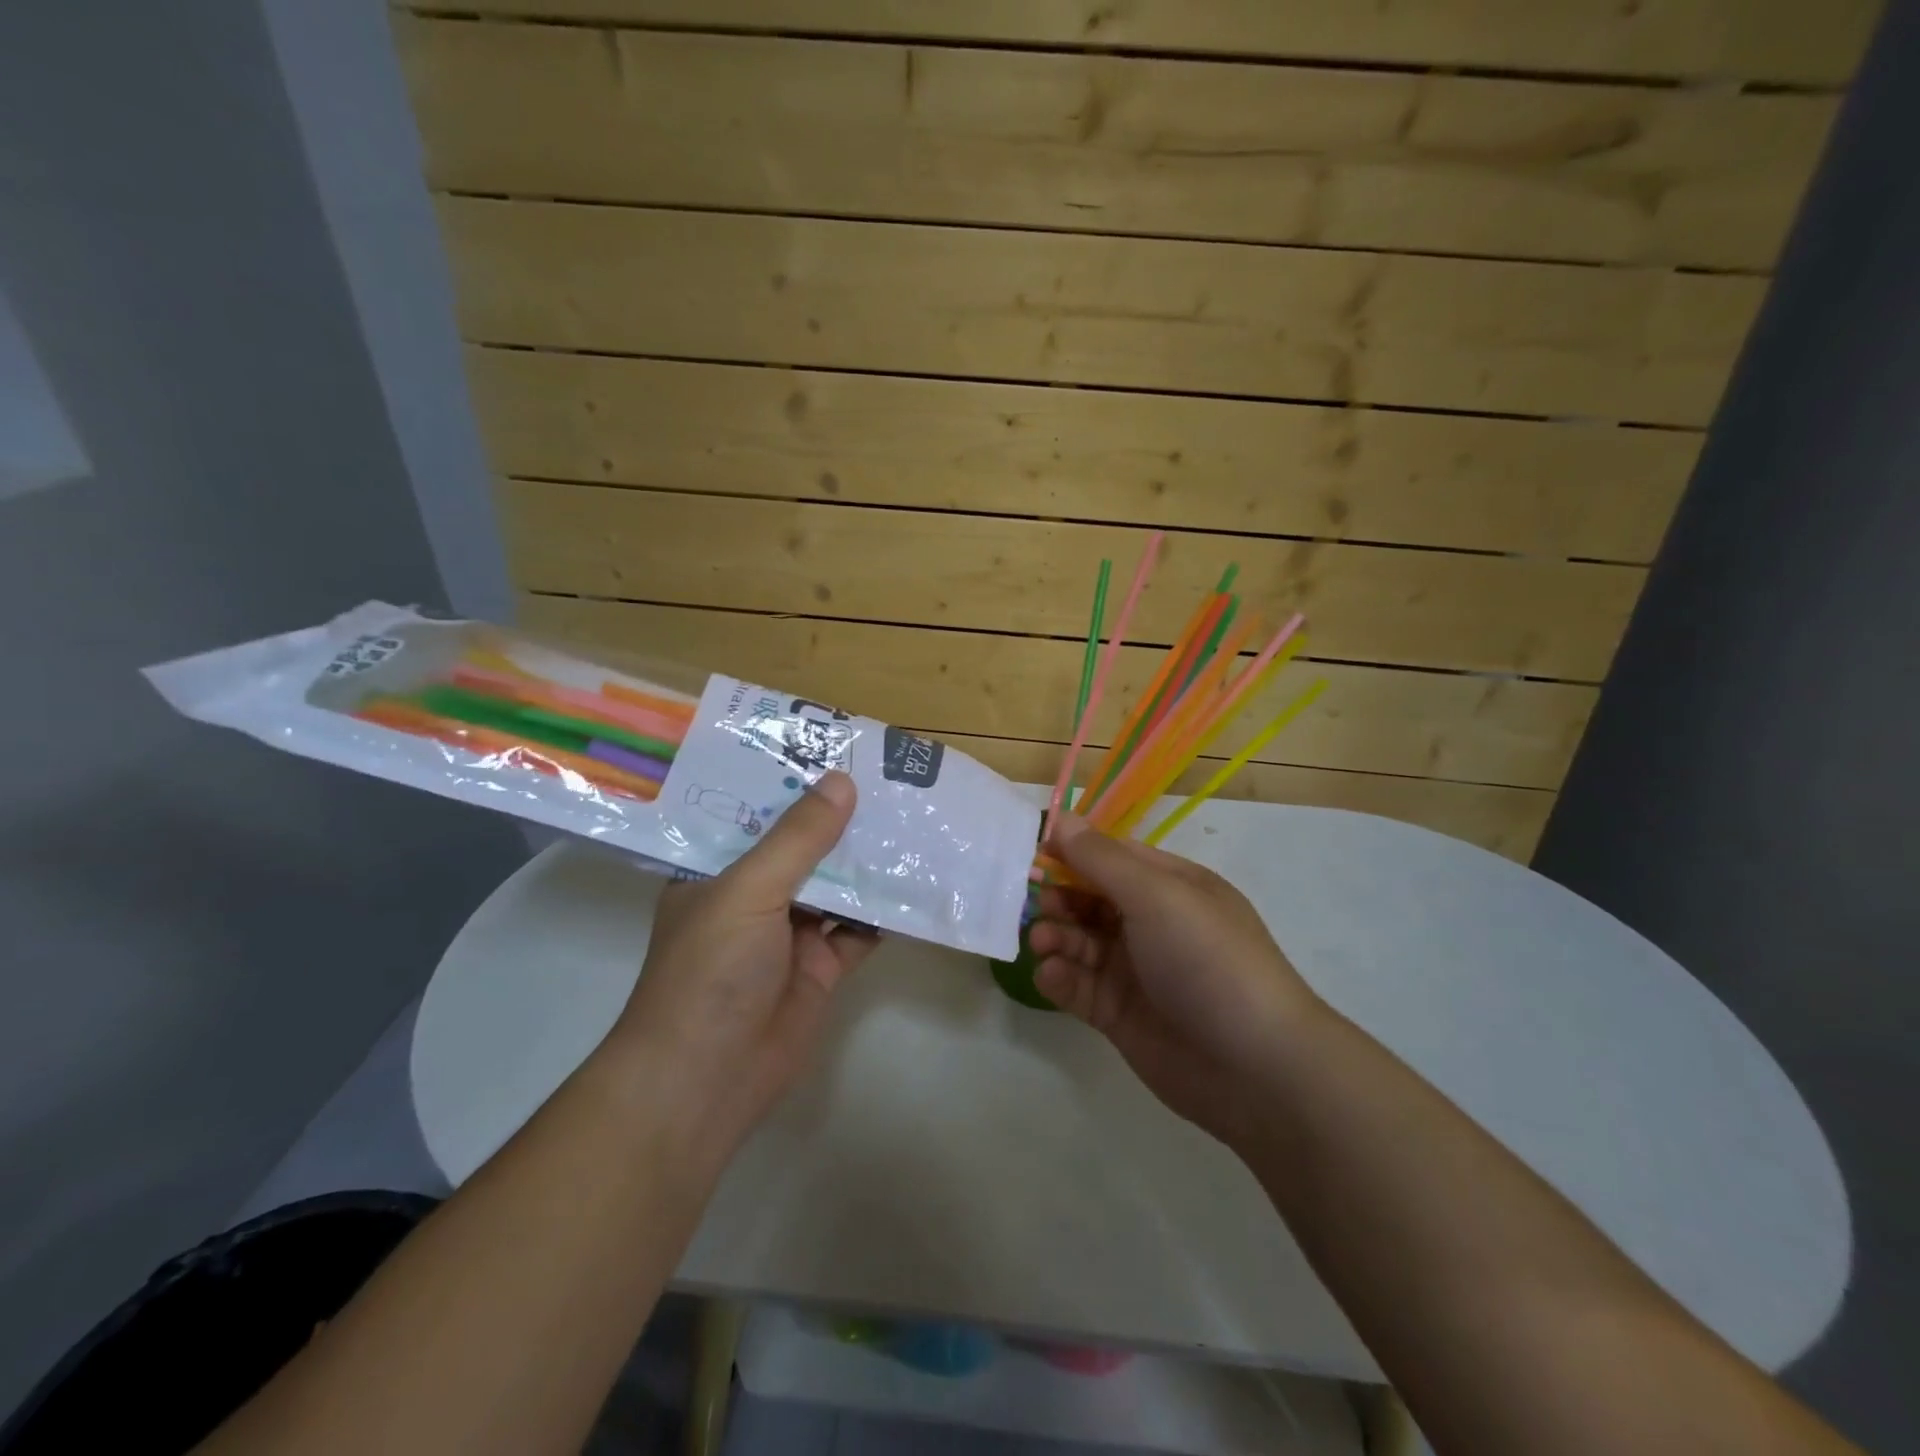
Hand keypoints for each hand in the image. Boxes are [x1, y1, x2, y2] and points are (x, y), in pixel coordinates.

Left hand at [604, 771, 878, 1153]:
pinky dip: (885, 910)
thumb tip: (843, 781)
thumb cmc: (710, 972)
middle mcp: (754, 896)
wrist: (707, 1081)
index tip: (834, 748)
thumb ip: (798, 839)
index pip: (758, 813)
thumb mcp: (749, 892)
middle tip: (888, 777)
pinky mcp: (822, 966)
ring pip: (837, 885)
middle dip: (841, 818)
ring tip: (911, 817)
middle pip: (804, 847)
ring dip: (868, 860)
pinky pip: (860, 929)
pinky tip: (917, 881)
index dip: (794, 783)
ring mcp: (790, 933)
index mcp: (718, 871)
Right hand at [1027, 813, 1324, 1147]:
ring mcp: (1133, 970)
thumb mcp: (1156, 896)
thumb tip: (1060, 818)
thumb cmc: (1207, 960)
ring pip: (1078, 941)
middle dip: (1059, 897)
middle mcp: (1151, 923)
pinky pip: (1077, 985)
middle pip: (1089, 898)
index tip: (1033, 854)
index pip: (1111, 857)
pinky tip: (1051, 975)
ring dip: (1055, 936)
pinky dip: (1059, 977)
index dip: (1072, 852)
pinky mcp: (1117, 1013)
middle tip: (1037, 905)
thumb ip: (1101, 859)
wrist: (1255, 1067)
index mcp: (1170, 886)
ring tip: (1043, 943)